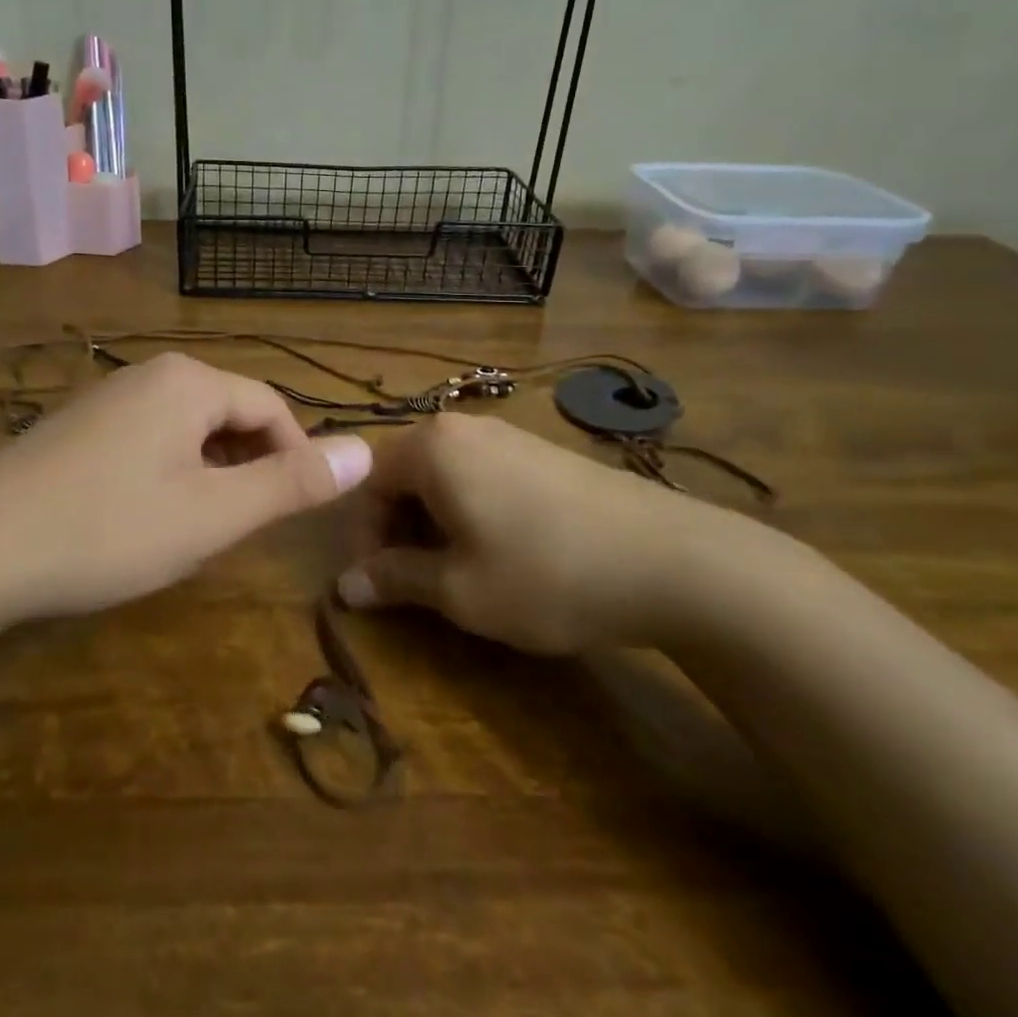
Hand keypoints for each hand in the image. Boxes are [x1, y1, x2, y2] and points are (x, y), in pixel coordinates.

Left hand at [0, 353, 372, 623]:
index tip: (298, 510)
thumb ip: (291, 482)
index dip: (296, 456)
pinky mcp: (77, 424)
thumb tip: (366, 449)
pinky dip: (169, 471)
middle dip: (250, 464)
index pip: (271, 407)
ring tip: (200, 525)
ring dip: (210, 471)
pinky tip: (145, 514)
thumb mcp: (213, 514)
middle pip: (229, 411)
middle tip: (245, 526)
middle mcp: (151, 374)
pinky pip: (148, 437)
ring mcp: (107, 396)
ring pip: (187, 427)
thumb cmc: (108, 528)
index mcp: (190, 381)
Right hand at [335, 414, 746, 651]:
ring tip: (457, 569)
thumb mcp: (459, 589)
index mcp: (432, 447)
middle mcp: (464, 427)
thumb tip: (346, 586)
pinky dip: (470, 509)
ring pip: (444, 474)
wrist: (672, 560)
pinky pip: (482, 473)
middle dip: (397, 527)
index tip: (376, 583)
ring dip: (433, 520)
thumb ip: (395, 579)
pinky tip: (501, 549)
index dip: (363, 535)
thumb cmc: (545, 573)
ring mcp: (509, 435)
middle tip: (413, 580)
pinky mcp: (543, 451)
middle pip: (405, 473)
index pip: (368, 482)